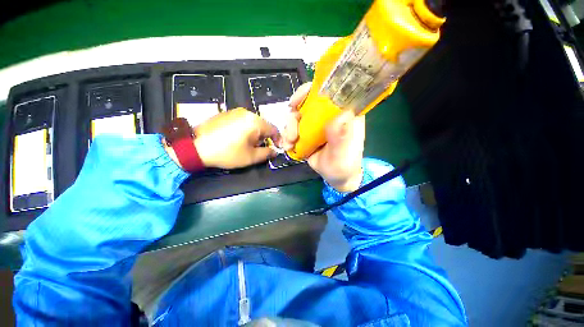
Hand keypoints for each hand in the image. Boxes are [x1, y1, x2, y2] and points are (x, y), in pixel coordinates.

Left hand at [165, 108, 278, 169]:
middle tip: (259, 148)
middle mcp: (246, 113)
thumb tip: (274, 151)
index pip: (273, 129)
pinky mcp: (225, 113)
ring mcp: (234, 111)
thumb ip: (267, 153)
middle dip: (264, 137)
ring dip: (254, 134)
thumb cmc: (227, 153)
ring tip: (247, 145)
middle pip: (263, 125)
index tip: (277, 148)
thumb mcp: (251, 157)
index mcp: (255, 122)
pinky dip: (244, 130)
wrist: (196, 147)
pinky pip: (241, 121)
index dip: (278, 140)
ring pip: (252, 123)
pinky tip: (236, 139)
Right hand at [280, 83, 364, 191]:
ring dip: (289, 128)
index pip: (329, 91)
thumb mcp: (342, 155)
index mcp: (344, 113)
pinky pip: (293, 127)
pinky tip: (288, 146)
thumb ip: (341, 138)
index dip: (311, 91)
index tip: (296, 101)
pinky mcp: (308, 132)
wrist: (336, 177)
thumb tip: (339, 116)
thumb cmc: (344, 165)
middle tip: (291, 133)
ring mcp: (317, 123)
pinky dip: (287, 135)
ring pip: (297, 115)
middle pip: (307, 102)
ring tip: (290, 143)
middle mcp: (329, 114)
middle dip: (294, 115)